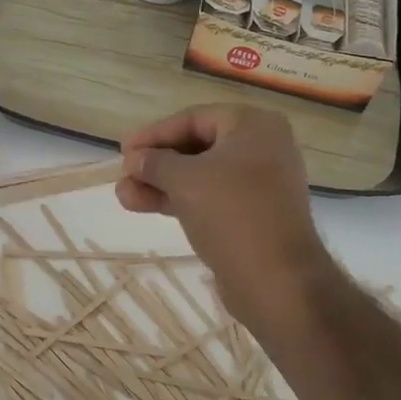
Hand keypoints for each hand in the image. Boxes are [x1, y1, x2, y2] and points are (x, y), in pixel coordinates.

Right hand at [118, 106, 334, 335]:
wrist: (277, 281)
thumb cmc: (232, 213)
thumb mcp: (184, 180)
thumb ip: (154, 163)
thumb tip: (133, 159)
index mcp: (253, 126)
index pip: (193, 119)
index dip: (154, 134)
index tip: (123, 150)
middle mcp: (261, 147)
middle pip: (196, 146)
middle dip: (155, 163)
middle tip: (123, 174)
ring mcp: (259, 183)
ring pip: (200, 175)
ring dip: (160, 183)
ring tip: (124, 195)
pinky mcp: (252, 214)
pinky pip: (210, 197)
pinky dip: (179, 199)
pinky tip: (144, 206)